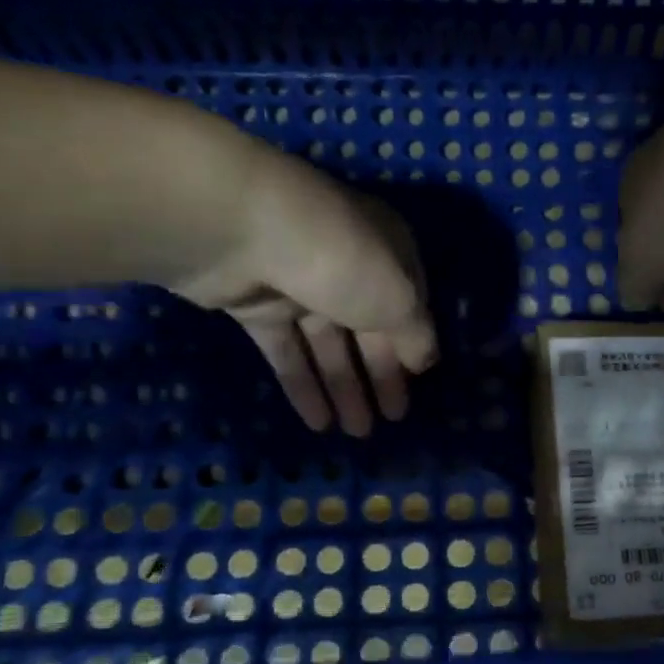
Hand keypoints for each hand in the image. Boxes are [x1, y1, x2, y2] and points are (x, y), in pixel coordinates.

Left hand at [168, 155, 436, 436]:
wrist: (238, 229)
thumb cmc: (340, 260)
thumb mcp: (399, 299)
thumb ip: (417, 335)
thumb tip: (425, 360)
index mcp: (387, 251)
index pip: (409, 303)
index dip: (414, 343)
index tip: (419, 382)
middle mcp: (346, 263)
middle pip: (370, 328)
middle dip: (381, 375)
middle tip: (392, 420)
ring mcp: (299, 283)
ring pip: (328, 344)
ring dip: (344, 389)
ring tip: (356, 434)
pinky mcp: (256, 304)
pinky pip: (287, 350)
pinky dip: (302, 384)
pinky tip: (317, 423)